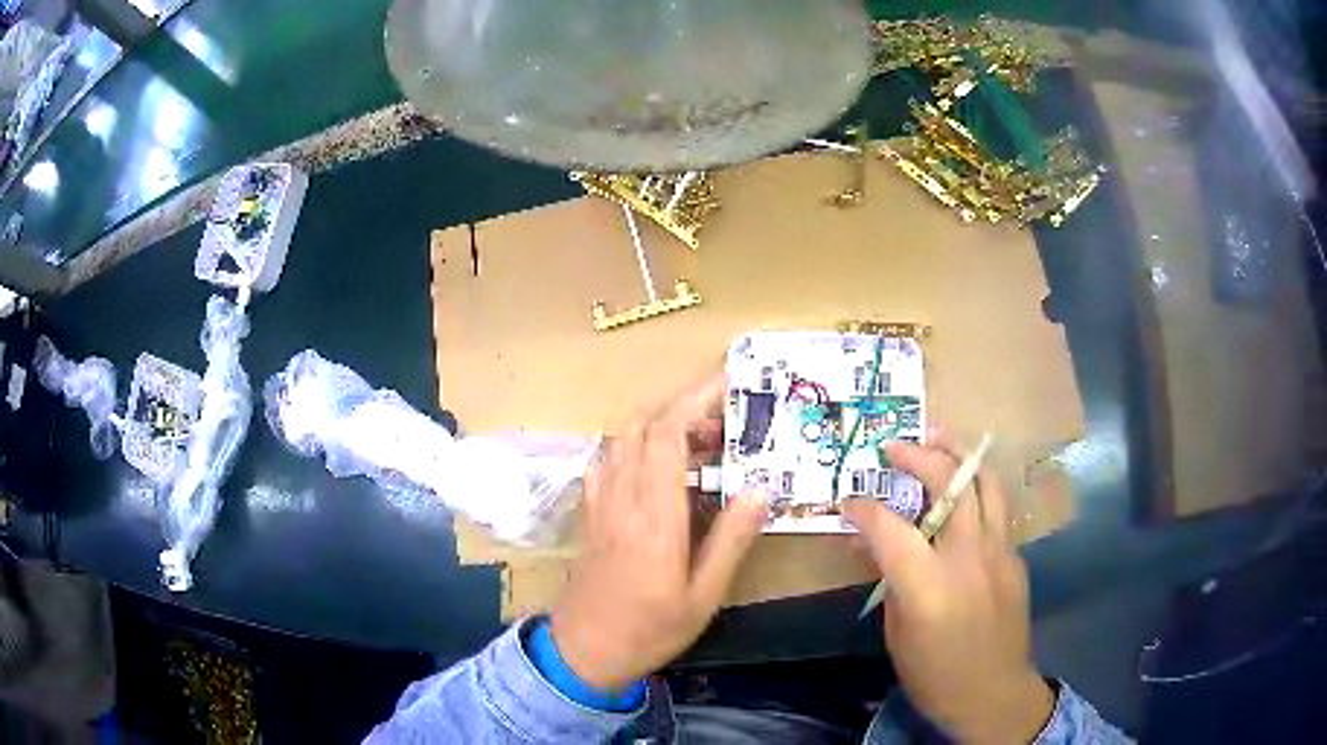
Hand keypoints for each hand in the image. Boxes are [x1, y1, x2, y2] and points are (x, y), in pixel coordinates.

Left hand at [551, 376, 767, 690]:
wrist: (584, 651)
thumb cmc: (650, 629)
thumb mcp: (704, 595)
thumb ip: (731, 540)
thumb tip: (761, 489)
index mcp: (655, 517)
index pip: (667, 436)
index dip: (697, 401)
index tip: (730, 386)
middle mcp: (622, 497)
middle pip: (642, 426)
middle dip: (684, 408)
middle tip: (725, 422)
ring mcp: (600, 502)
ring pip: (622, 438)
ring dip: (660, 424)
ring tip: (700, 443)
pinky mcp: (590, 512)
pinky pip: (608, 459)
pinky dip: (636, 445)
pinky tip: (658, 466)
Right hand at [844, 435, 1053, 743]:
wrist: (994, 693)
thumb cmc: (935, 674)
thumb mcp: (897, 633)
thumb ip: (889, 580)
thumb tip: (872, 545)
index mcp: (927, 586)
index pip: (889, 528)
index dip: (864, 508)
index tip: (849, 501)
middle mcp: (968, 557)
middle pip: (949, 484)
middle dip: (919, 456)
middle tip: (896, 447)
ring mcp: (999, 552)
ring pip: (985, 482)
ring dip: (960, 454)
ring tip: (939, 437)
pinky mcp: (1015, 555)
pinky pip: (998, 506)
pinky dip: (977, 486)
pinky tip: (964, 485)